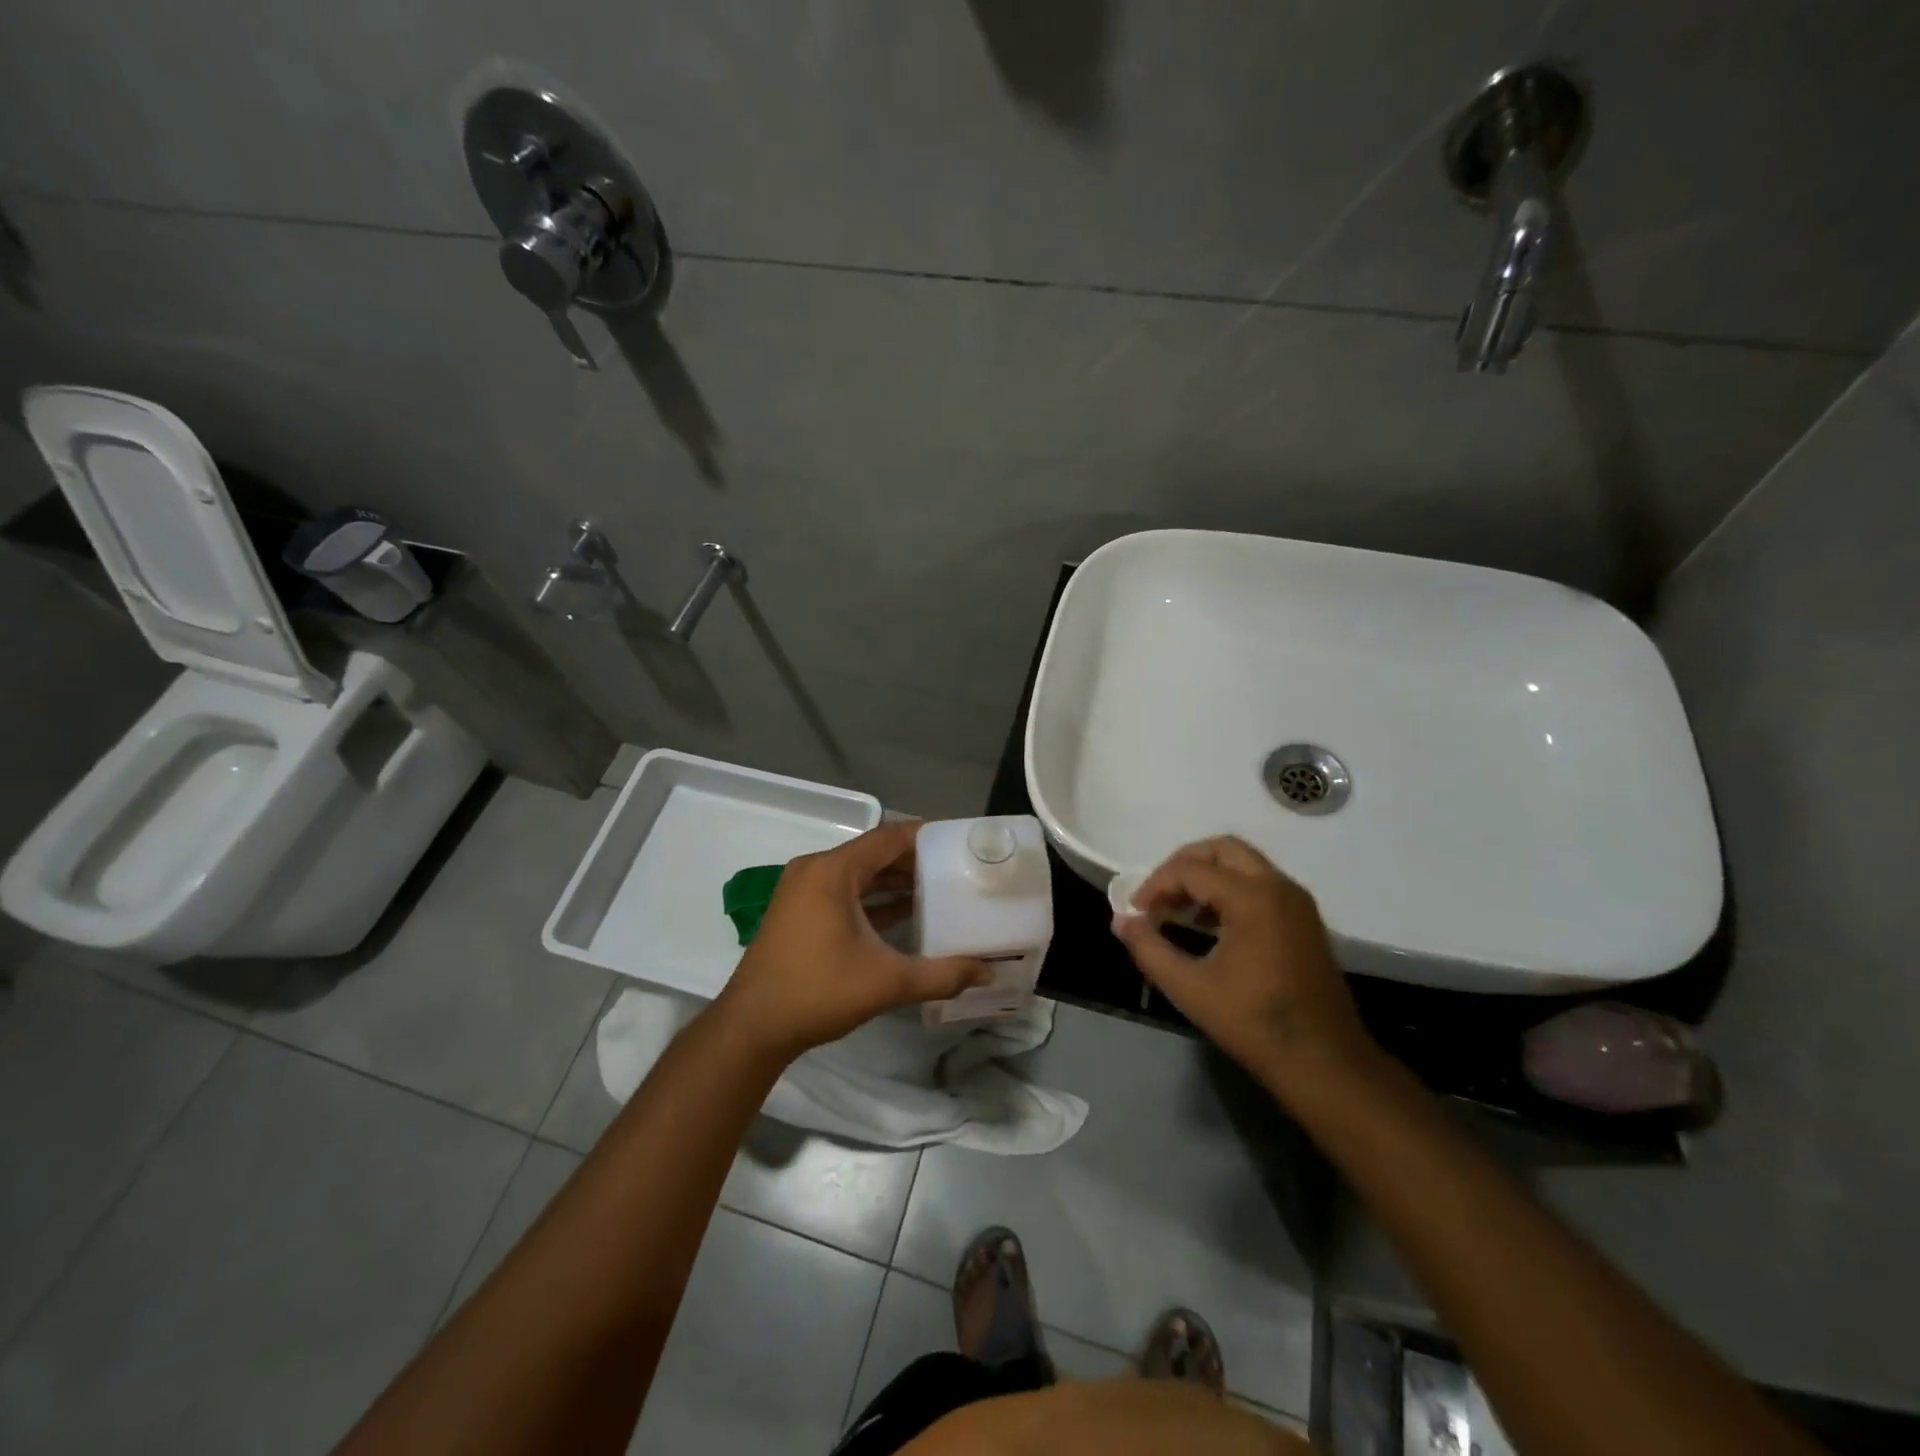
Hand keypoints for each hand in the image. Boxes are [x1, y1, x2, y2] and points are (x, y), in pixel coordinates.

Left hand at [714, 820, 991, 1062]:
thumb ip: (941, 975)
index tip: (959, 840)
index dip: (925, 836)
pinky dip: (873, 898)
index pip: (888, 838)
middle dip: (915, 860)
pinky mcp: (800, 912)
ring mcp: (804, 891)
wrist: (752, 1027)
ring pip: (859, 874)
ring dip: (894, 880)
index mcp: (833, 871)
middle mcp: (816, 870)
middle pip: (874, 853)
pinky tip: (906, 913)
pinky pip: (844, 892)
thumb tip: (987, 971)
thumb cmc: (818, 992)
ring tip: (939, 888)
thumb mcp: (887, 982)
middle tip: (956, 867)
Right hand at [1111, 836, 1374, 1084]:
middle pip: (1222, 849)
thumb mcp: (1189, 988)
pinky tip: (1209, 925)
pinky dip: (1230, 889)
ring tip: (1178, 910)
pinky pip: (1260, 883)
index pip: (1191, 869)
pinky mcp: (1304, 919)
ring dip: (1207, 876)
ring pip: (1243, 863)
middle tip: (1157, 895)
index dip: (1155, 885)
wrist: (1324, 1063)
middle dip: (1183, 865)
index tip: (1134, 912)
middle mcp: (1278, 887)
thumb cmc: (1253, 1023)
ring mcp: (1296, 901)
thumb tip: (1121, 921)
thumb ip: (1148, 948)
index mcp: (1253, 898)